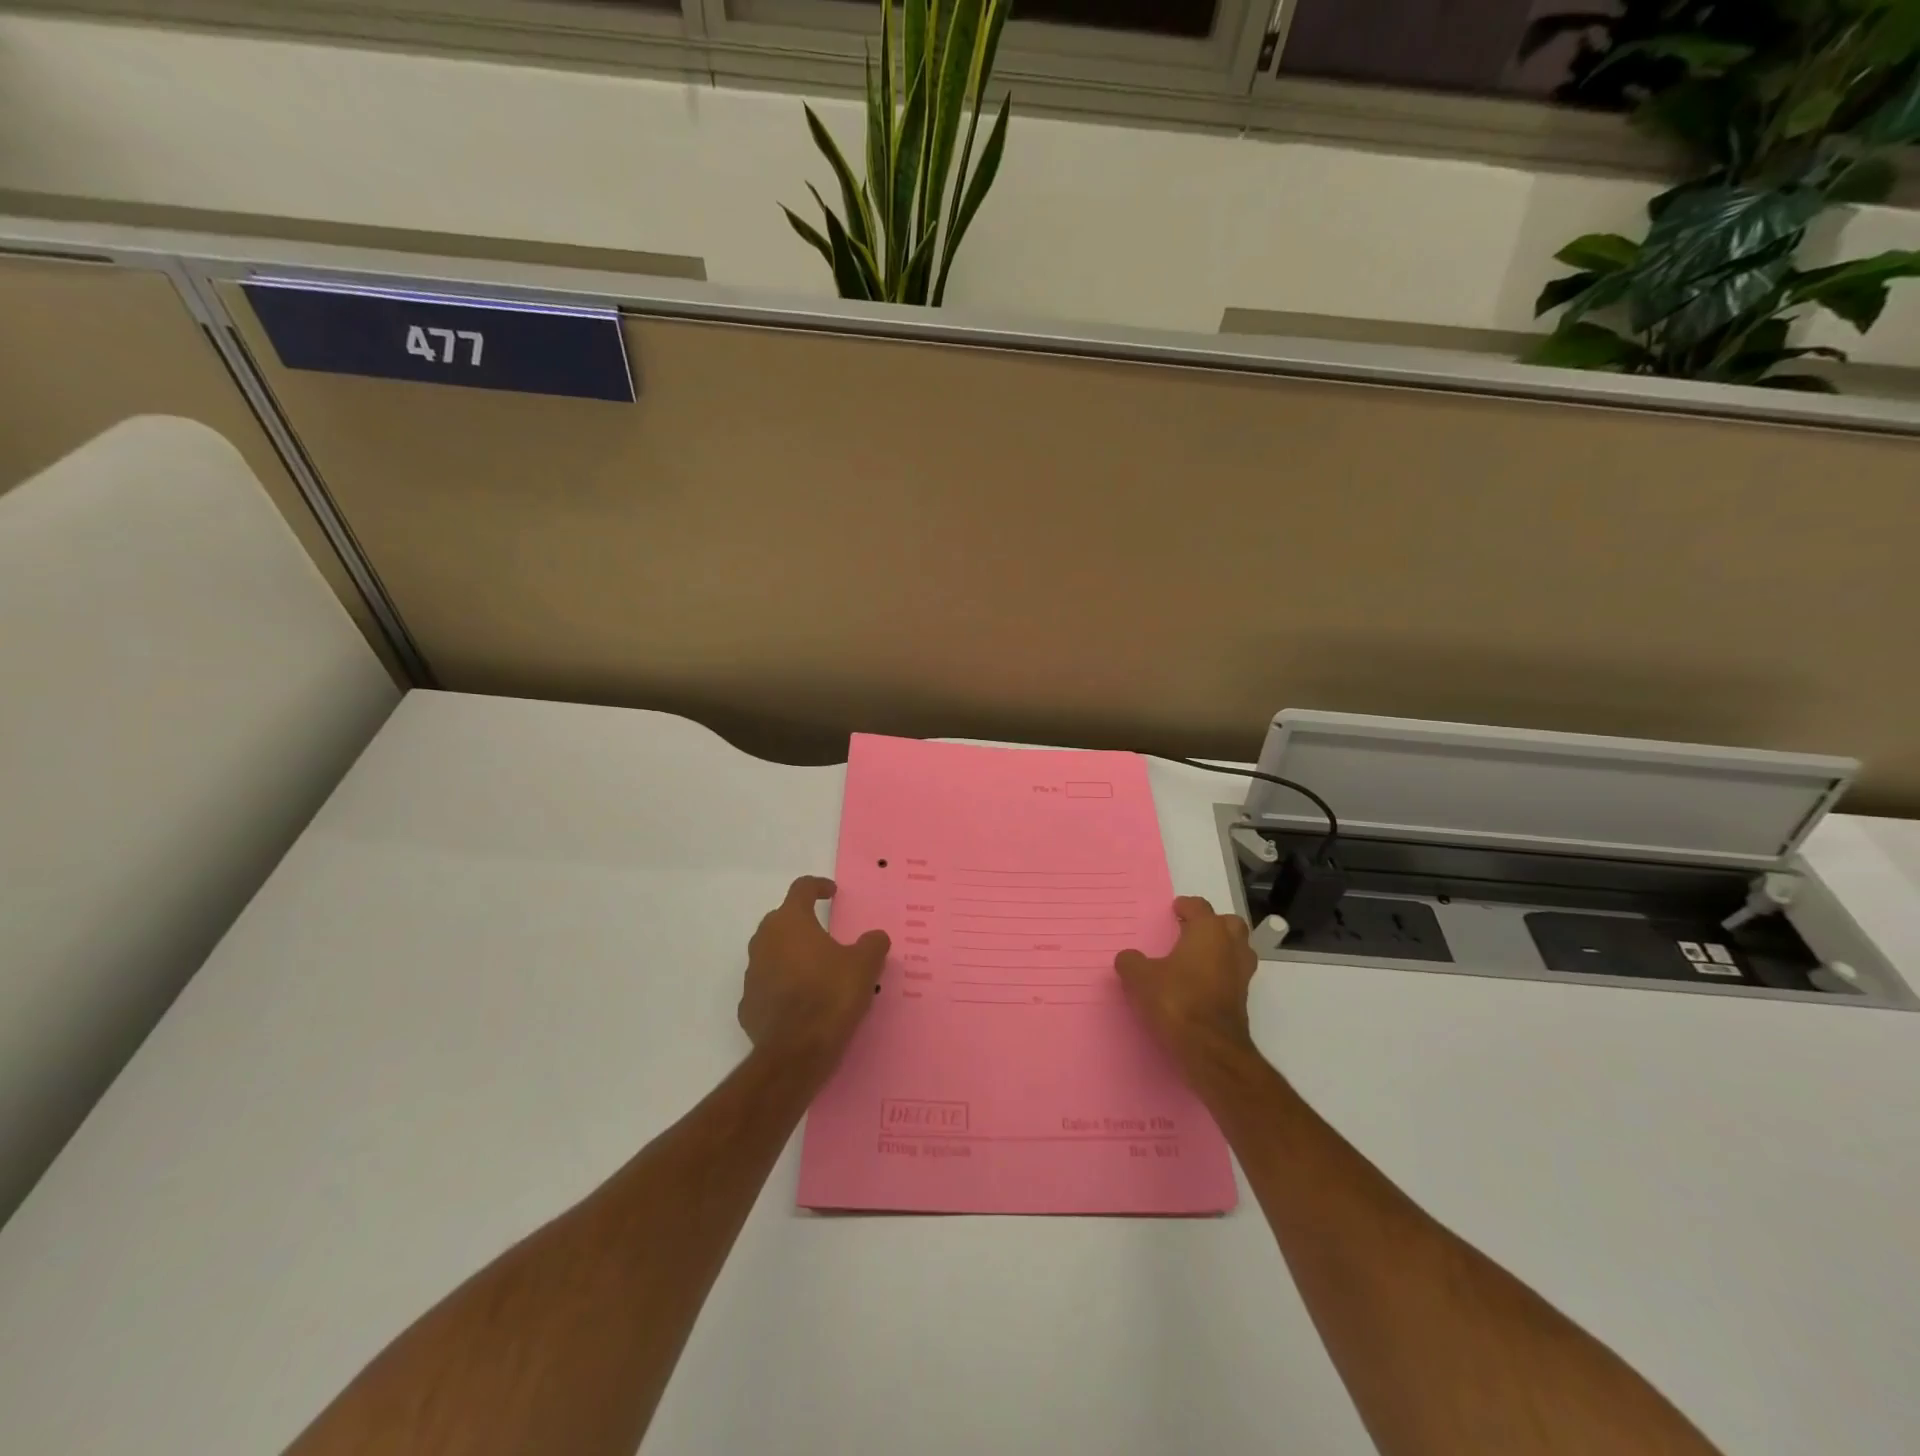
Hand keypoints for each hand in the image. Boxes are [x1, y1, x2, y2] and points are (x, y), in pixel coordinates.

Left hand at [739, 876, 890, 1068]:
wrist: (795, 1052)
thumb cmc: (830, 995)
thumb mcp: (864, 965)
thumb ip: (872, 944)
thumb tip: (875, 937)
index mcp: (791, 921)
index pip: (801, 889)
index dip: (818, 886)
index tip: (831, 892)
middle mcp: (765, 940)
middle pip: (782, 919)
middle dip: (803, 922)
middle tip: (826, 934)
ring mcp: (752, 973)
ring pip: (772, 952)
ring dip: (791, 955)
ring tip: (816, 970)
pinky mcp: (748, 1005)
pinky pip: (768, 985)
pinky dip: (782, 986)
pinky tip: (801, 1001)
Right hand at [1115, 896, 1258, 1071]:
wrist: (1209, 1049)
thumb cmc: (1176, 1000)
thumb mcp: (1140, 978)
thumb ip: (1132, 962)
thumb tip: (1128, 959)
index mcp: (1209, 932)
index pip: (1200, 907)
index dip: (1186, 906)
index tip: (1175, 909)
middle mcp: (1231, 948)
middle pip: (1229, 925)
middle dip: (1213, 924)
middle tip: (1190, 930)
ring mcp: (1241, 976)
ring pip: (1237, 951)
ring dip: (1221, 950)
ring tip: (1196, 958)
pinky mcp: (1242, 1002)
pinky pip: (1232, 977)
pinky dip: (1220, 975)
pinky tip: (1199, 985)